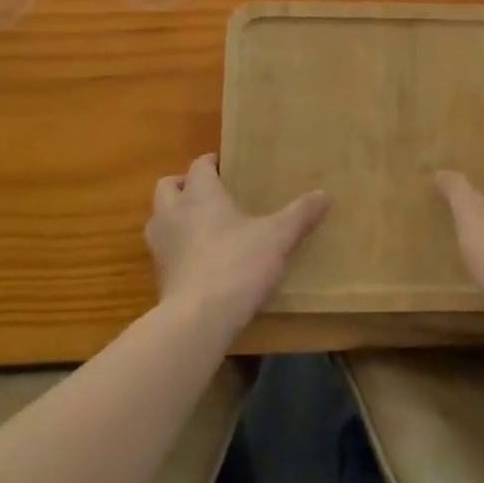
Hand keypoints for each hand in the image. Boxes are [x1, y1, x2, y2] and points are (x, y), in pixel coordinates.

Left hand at [147, 154, 328, 331]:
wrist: (198, 319)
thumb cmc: (237, 264)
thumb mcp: (277, 237)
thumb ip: (299, 215)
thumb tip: (325, 195)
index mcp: (200, 193)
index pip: (199, 165)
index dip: (211, 163)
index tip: (226, 166)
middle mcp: (173, 212)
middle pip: (168, 186)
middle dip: (184, 185)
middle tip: (209, 193)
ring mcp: (160, 245)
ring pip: (159, 217)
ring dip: (175, 216)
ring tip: (201, 226)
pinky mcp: (158, 276)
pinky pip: (164, 250)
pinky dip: (176, 248)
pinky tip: (199, 261)